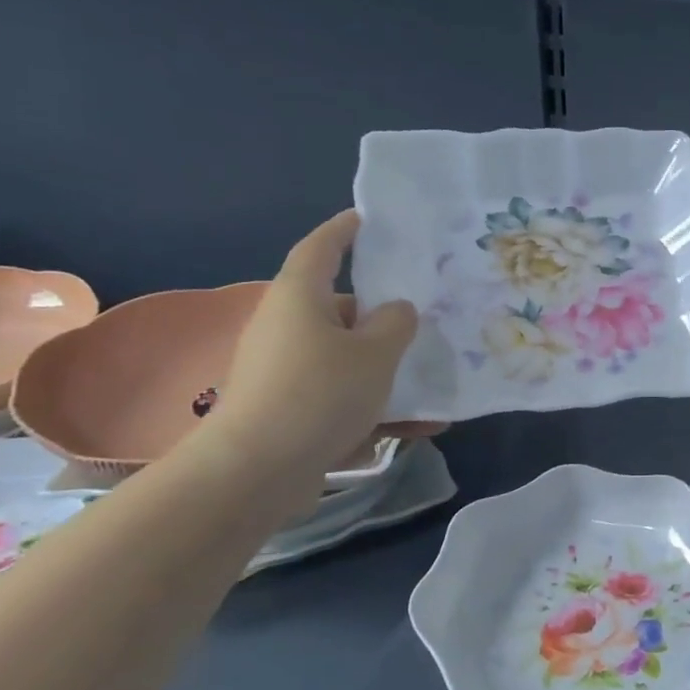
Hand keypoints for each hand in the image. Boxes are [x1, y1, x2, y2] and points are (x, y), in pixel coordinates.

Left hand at [206, 212, 430, 492]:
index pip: (322, 248)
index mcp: (300, 298)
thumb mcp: (375, 353)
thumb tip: (397, 310)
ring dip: (386, 369)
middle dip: (381, 315)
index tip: (366, 218)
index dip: (344, 230)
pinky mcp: (290, 408)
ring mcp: (285, 370)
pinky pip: (342, 396)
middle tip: (423, 316)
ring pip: (346, 358)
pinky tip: (418, 426)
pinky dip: (376, 406)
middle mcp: (287, 327)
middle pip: (340, 309)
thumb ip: (396, 324)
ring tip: (431, 381)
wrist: (257, 470)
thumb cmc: (319, 393)